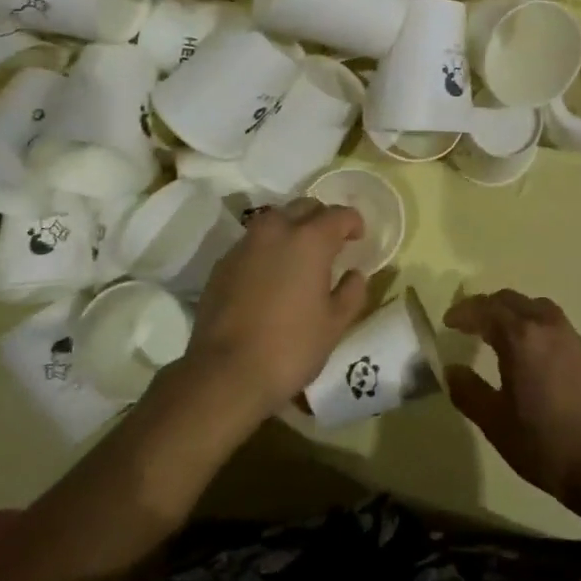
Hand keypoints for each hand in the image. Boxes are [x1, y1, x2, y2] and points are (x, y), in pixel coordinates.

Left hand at [184, 198, 371, 415]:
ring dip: (292, 229)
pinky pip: (253, 243)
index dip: (353, 223)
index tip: (358, 237)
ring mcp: (245, 244)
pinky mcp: (222, 263)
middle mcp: (276, 230)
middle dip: (321, 218)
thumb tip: (355, 274)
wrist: (225, 373)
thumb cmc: (290, 347)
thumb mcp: (334, 325)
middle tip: (331, 243)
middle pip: (304, 207)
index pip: (339, 214)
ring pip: (275, 220)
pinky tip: (271, 275)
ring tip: (300, 255)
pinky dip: (268, 248)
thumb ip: (351, 293)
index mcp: (310, 240)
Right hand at [445, 290, 580, 509]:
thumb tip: (453, 369)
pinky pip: (557, 326)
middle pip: (512, 300)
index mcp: (521, 338)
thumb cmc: (543, 444)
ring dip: (515, 312)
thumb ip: (468, 391)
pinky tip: (534, 354)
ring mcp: (573, 338)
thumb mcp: (494, 422)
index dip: (464, 312)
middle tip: (470, 324)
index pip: (486, 309)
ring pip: (538, 307)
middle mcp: (548, 327)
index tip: (449, 322)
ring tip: (501, 332)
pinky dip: (537, 327)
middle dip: (487, 307)